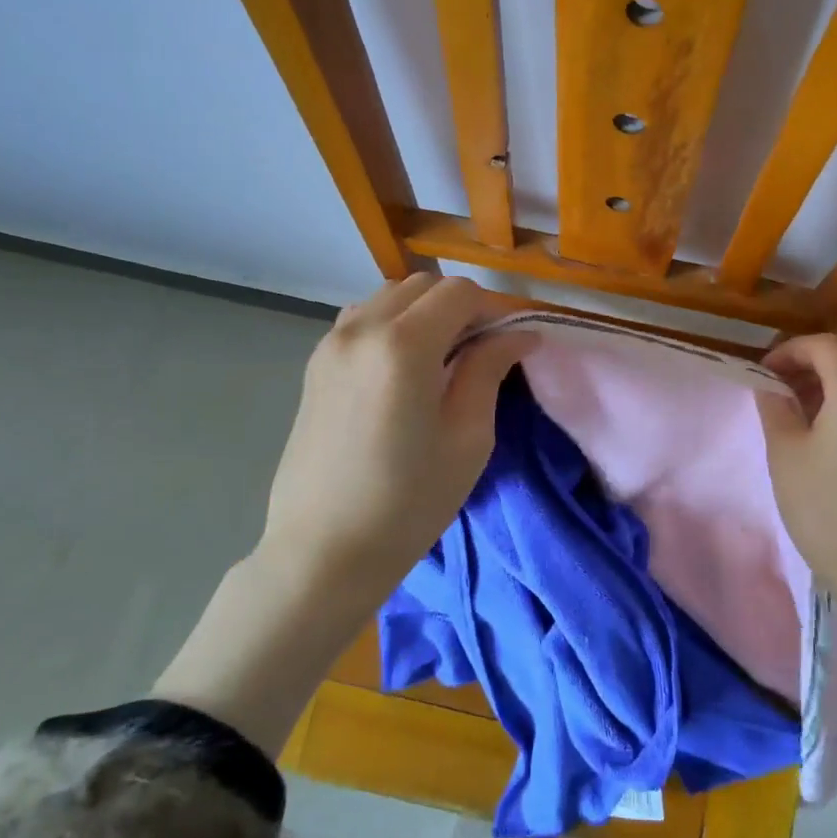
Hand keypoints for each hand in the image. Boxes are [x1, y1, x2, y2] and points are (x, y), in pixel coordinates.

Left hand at [154, 275, 531, 753]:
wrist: (323, 552)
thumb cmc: (408, 502)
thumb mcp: (467, 437)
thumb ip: (489, 370)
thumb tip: (520, 333)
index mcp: (402, 345)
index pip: (460, 293)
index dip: (494, 310)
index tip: (511, 344)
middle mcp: (361, 329)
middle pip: (424, 286)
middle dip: (461, 307)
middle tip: (482, 354)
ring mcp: (331, 343)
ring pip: (391, 297)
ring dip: (425, 313)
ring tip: (443, 361)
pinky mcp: (316, 364)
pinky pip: (364, 320)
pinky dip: (393, 325)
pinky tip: (404, 370)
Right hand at [755, 334, 836, 604]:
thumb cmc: (824, 508)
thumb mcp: (786, 454)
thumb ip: (776, 408)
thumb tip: (772, 388)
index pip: (826, 347)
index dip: (790, 350)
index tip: (764, 372)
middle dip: (809, 364)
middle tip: (776, 387)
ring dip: (828, 384)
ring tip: (795, 410)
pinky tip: (823, 433)